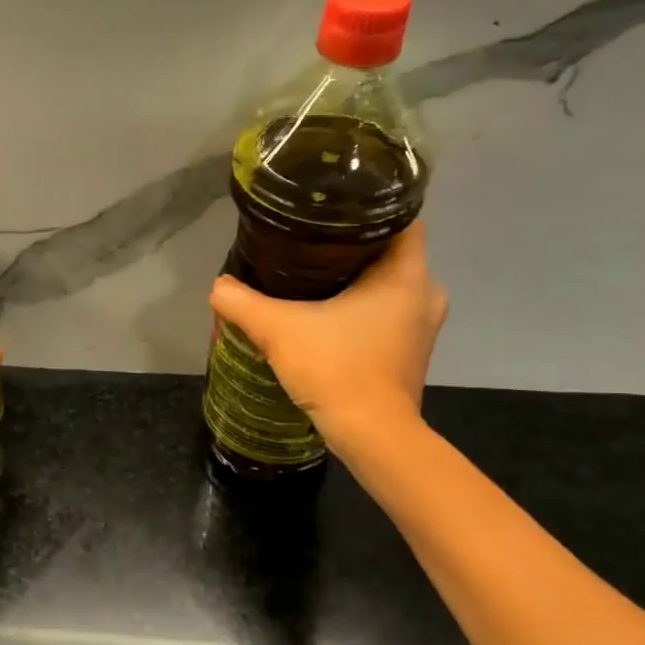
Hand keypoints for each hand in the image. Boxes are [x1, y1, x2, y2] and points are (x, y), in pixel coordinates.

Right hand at [208, 221, 446, 435]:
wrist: (371, 436)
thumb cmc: (337, 369)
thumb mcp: (279, 330)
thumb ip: (243, 303)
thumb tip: (218, 287)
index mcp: (408, 274)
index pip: (399, 218)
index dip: (367, 207)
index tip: (331, 210)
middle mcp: (426, 294)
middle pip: (391, 253)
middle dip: (353, 249)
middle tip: (311, 247)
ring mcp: (424, 327)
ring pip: (391, 287)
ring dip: (360, 283)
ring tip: (316, 280)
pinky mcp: (413, 353)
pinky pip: (390, 316)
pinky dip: (365, 311)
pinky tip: (331, 318)